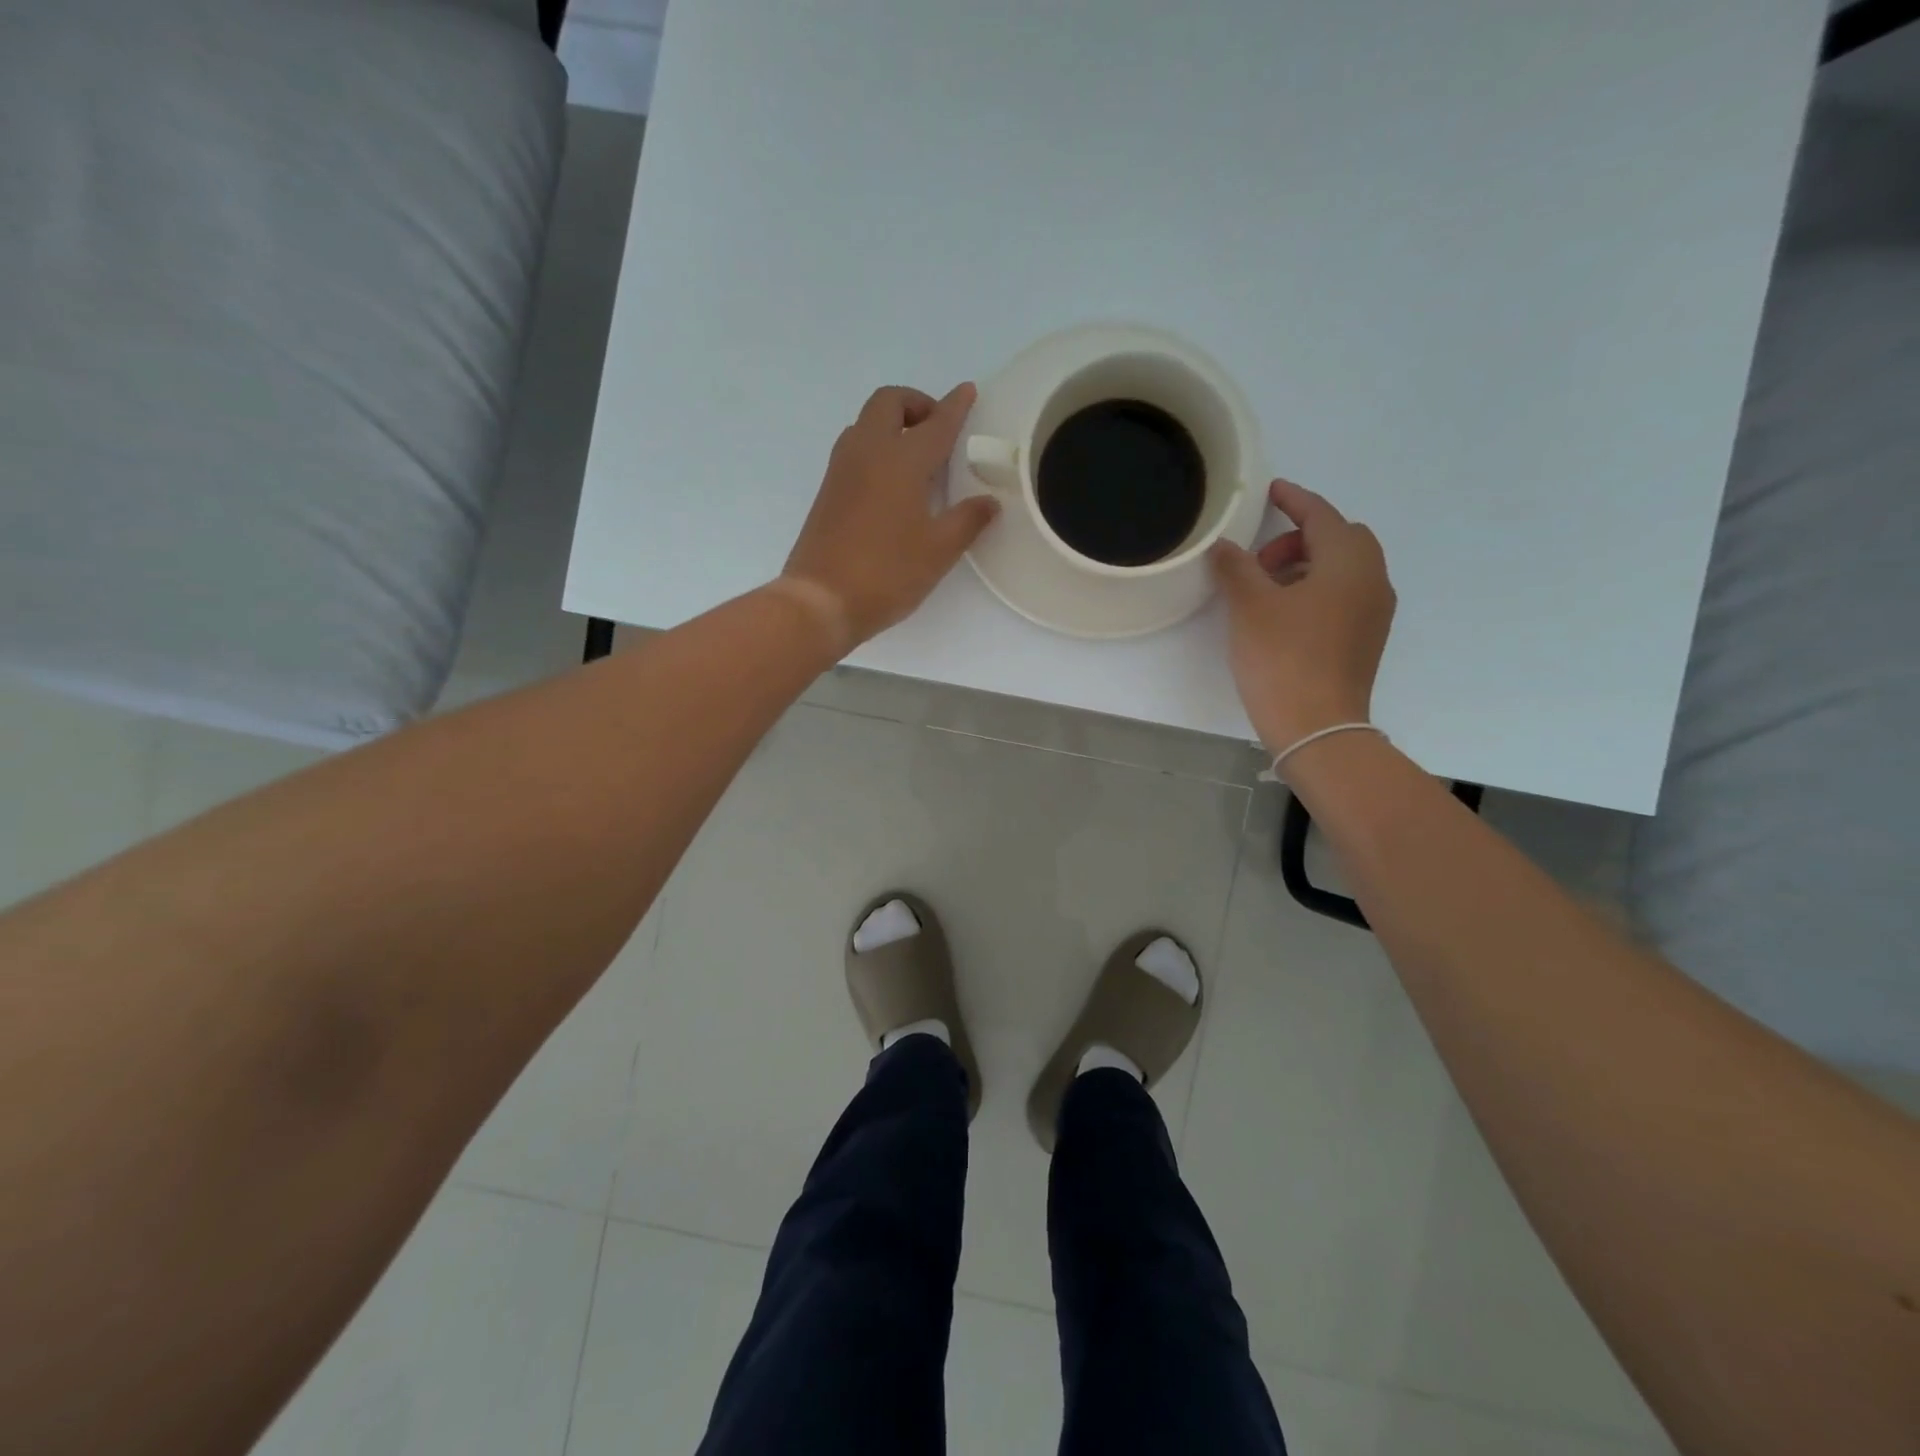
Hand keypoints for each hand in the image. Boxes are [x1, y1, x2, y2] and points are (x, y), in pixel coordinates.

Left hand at [780, 383, 998, 650]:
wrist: (821, 599)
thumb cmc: (887, 573)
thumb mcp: (938, 551)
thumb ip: (967, 521)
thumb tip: (988, 502)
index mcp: (902, 460)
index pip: (935, 423)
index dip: (955, 406)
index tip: (967, 391)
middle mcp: (868, 451)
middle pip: (889, 402)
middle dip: (916, 403)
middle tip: (937, 429)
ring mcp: (842, 469)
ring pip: (866, 422)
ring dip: (893, 423)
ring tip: (916, 456)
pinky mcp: (828, 490)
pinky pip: (854, 448)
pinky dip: (876, 446)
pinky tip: (891, 481)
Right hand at [1209, 478, 1395, 752]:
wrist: (1316, 726)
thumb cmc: (1282, 658)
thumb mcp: (1250, 607)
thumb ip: (1236, 567)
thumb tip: (1224, 546)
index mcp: (1348, 561)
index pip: (1321, 515)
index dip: (1294, 499)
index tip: (1271, 491)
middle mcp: (1371, 578)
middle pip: (1340, 538)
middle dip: (1301, 537)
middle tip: (1261, 559)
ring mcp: (1373, 611)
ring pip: (1344, 568)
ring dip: (1308, 564)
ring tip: (1267, 588)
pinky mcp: (1366, 638)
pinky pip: (1345, 594)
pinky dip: (1318, 588)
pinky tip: (1287, 613)